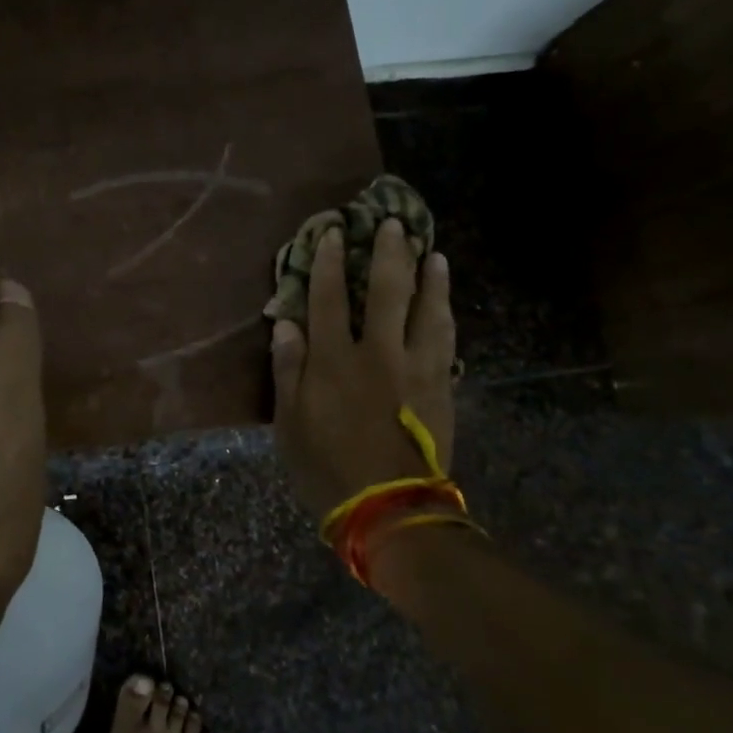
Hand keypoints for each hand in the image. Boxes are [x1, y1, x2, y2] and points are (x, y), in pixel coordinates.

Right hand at [271, 220, 455, 519]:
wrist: (389, 508)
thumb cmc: (326, 467)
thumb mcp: (289, 423)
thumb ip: (288, 369)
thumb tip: (286, 323)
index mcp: (333, 360)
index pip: (327, 297)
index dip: (328, 262)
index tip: (333, 232)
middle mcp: (377, 352)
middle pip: (386, 290)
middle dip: (388, 253)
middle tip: (393, 224)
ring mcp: (416, 367)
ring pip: (426, 309)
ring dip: (429, 277)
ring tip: (432, 253)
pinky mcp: (441, 386)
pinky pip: (446, 339)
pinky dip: (445, 314)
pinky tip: (445, 302)